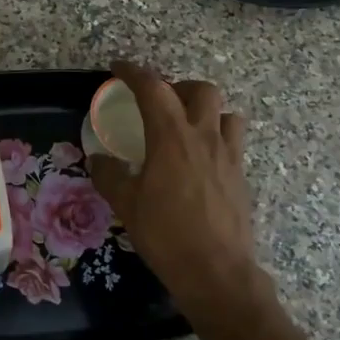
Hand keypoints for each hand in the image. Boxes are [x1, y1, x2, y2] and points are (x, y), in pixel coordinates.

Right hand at [88, 61, 310, 339]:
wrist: (216, 271)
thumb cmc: (166, 234)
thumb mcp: (126, 204)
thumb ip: (109, 175)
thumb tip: (97, 158)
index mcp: (172, 137)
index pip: (153, 88)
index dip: (134, 72)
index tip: (118, 68)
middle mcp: (204, 136)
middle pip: (200, 90)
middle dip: (178, 87)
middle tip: (159, 103)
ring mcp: (229, 155)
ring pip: (225, 112)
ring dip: (205, 110)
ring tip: (187, 127)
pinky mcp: (241, 176)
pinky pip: (233, 141)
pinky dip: (217, 137)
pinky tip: (201, 160)